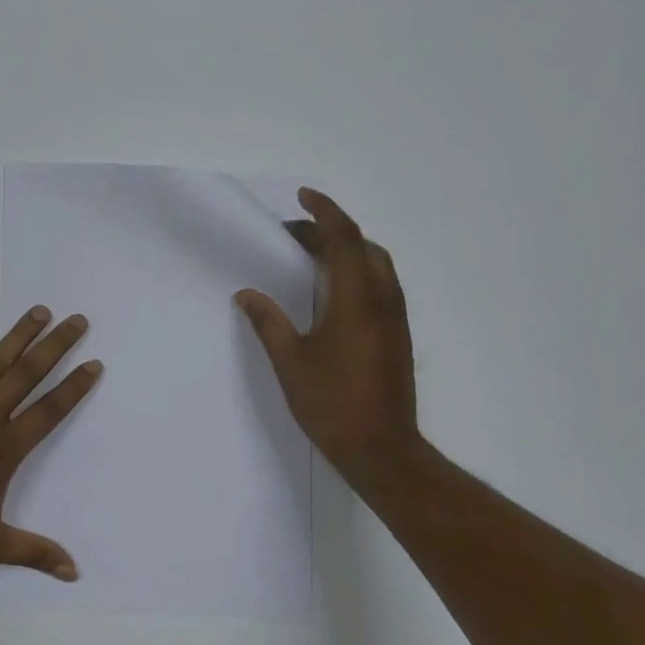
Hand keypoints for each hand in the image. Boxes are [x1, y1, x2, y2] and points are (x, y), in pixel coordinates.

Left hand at [0, 306, 101, 580]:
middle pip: (26, 375)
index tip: (94, 364)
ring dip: (17, 336)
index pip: (49, 411)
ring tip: (38, 311)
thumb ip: (33, 552)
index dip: (74, 387)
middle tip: (77, 320)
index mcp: (3, 451)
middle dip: (55, 346)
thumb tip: (75, 572)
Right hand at [235, 188, 420, 489]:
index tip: (303, 196)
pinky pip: (380, 284)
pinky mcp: (398, 333)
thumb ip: (268, 322)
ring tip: (310, 259)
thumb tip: (247, 294)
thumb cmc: (332, 403)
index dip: (323, 211)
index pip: (343, 237)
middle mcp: (383, 298)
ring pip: (375, 264)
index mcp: (356, 297)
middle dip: (329, 231)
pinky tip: (331, 292)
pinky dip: (356, 271)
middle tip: (293, 237)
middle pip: (361, 245)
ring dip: (345, 250)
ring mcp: (395, 316)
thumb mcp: (290, 361)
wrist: (381, 447)